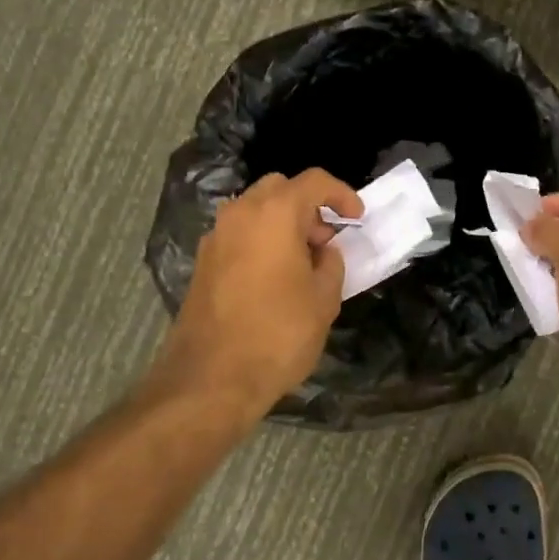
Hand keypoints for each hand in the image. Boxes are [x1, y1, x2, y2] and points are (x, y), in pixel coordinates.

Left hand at [159, 169, 364, 411]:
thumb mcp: (324, 300)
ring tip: (303, 261)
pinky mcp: (202, 262)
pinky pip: (239, 235)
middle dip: (308, 206)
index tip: (356, 218)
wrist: (211, 379)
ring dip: (282, 223)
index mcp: (274, 213)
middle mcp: (240, 214)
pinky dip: (261, 241)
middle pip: (280, 189)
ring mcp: (216, 237)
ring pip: (255, 210)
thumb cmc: (278, 334)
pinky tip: (275, 278)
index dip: (342, 194)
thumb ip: (331, 264)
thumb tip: (323, 252)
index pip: (314, 181)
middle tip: (326, 240)